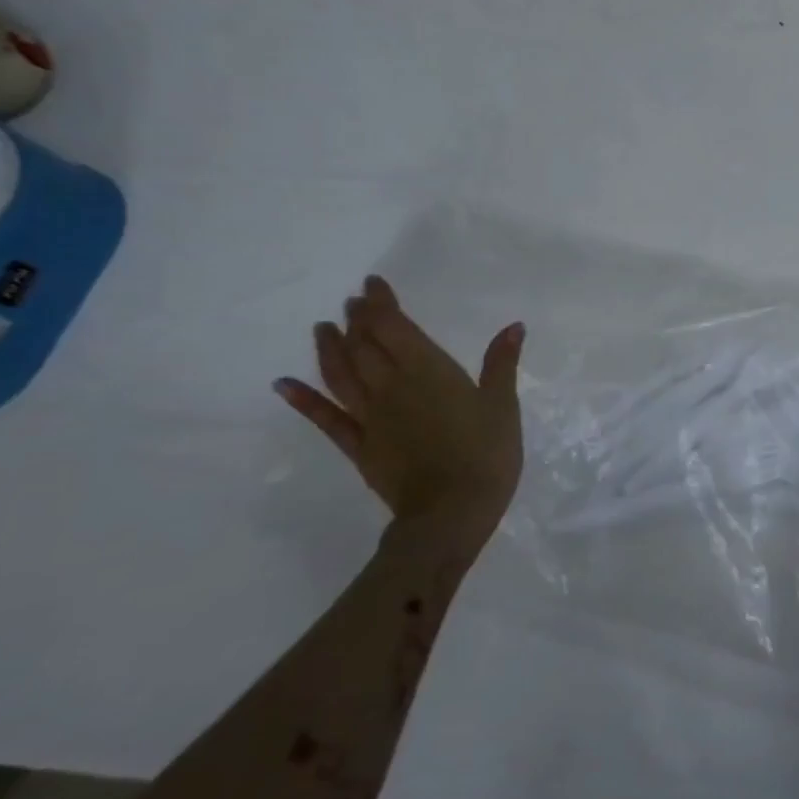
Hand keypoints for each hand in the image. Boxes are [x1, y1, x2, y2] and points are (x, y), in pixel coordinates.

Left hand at [275, 276, 524, 552]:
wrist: (451, 513)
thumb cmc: (486, 454)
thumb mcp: (503, 405)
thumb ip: (501, 364)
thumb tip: (513, 326)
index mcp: (429, 371)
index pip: (395, 327)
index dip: (381, 304)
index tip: (372, 284)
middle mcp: (392, 387)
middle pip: (365, 345)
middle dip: (356, 320)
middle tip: (351, 302)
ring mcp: (371, 418)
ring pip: (341, 374)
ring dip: (329, 349)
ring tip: (322, 329)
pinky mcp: (359, 447)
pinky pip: (326, 419)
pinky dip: (303, 400)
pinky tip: (284, 384)